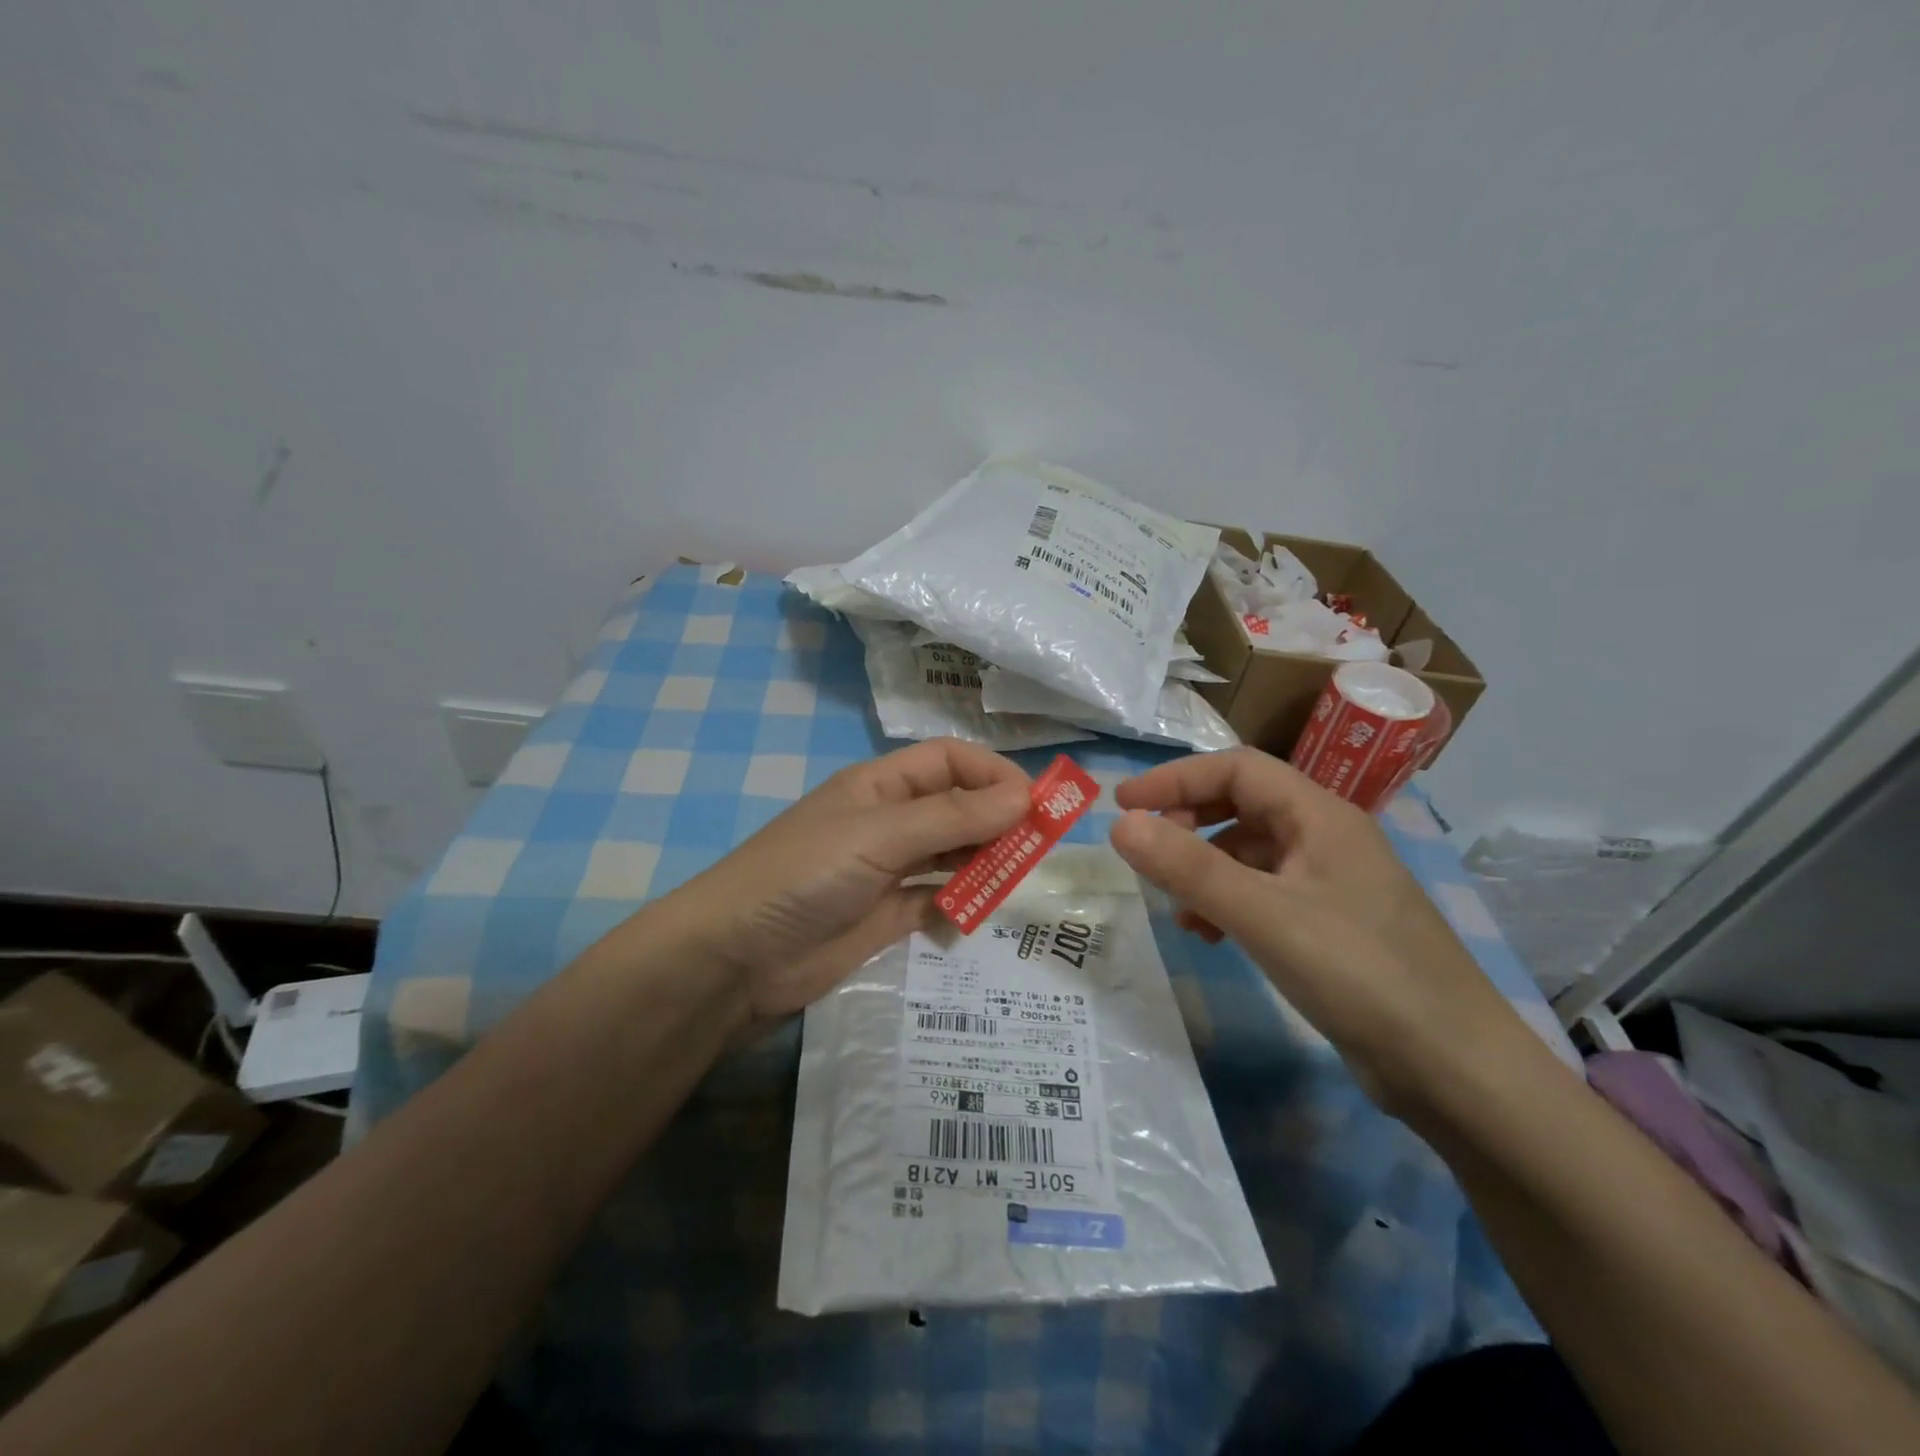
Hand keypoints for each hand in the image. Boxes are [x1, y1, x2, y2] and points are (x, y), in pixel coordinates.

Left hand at [680, 739, 1031, 1021]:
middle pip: (957, 806)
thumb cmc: (805, 874)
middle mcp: (889, 820)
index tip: (1034, 804)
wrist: (738, 957)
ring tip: (1017, 877)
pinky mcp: (888, 915)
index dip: (993, 774)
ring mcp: (889, 869)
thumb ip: (952, 816)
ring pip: (953, 852)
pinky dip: (962, 901)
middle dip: (998, 819)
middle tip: (1038, 847)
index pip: (950, 761)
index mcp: (881, 785)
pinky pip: (938, 898)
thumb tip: (1024, 796)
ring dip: (985, 859)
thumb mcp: (879, 835)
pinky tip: (979, 910)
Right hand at [1108, 746, 1524, 1111]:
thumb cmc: (1359, 973)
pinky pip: (1266, 893)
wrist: (1456, 1069)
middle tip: (1148, 852)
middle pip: (1244, 804)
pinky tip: (1211, 935)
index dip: (1176, 779)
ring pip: (1252, 853)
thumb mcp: (1263, 915)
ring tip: (1177, 907)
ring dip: (1205, 868)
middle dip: (1188, 821)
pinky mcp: (1333, 925)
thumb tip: (1120, 824)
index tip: (1124, 804)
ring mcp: (1333, 883)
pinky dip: (1229, 903)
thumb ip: (1188, 867)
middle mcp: (1327, 838)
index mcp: (1320, 816)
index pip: (1237, 768)